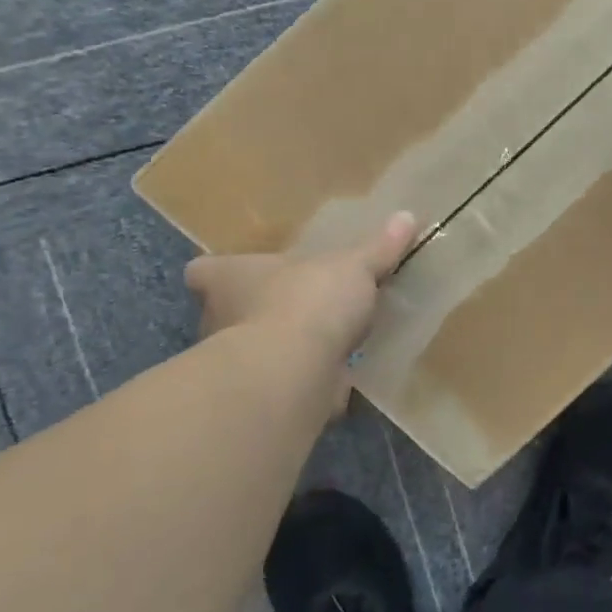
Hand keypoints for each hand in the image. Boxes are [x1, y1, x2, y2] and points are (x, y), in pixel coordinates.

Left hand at [185, 213, 417, 414]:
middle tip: (297, 307)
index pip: (204, 271)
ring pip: (254, 350)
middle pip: (227, 311)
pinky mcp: (260, 395)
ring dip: (282, 349)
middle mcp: (219, 319)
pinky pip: (283, 383)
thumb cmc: (308, 300)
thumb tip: (407, 216)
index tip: (239, 273)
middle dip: (258, 311)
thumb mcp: (353, 266)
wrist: (294, 372)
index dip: (217, 272)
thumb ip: (378, 248)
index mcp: (230, 278)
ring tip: (322, 343)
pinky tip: (335, 378)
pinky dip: (304, 382)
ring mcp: (237, 363)